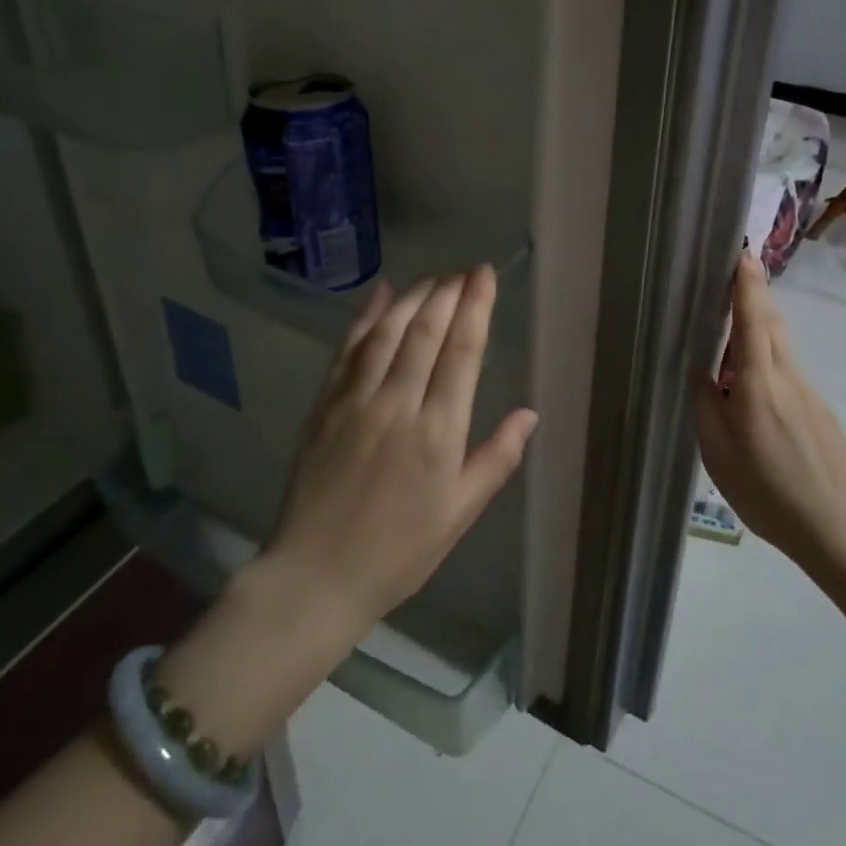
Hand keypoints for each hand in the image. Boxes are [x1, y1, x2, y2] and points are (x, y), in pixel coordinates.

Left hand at [265, 266, 539, 636]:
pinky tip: (380, 293)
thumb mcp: (460, 514)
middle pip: (426, 332)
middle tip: (465, 268)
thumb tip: (529, 414)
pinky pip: (348, 349)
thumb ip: (497, 459)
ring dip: (413, 297)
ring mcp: (355, 401)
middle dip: (448, 292)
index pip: (462, 353)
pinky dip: (365, 316)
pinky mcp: (324, 405)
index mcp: (438, 433)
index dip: (475, 308)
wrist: (316, 576)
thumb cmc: (399, 551)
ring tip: (434, 277)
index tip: (484, 276)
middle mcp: (397, 405)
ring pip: (387, 332)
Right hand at [692, 250, 845, 573]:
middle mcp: (787, 377)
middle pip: (772, 323)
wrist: (835, 526)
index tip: (743, 254)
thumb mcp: (718, 453)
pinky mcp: (820, 408)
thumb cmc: (766, 492)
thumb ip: (707, 405)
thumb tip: (703, 371)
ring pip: (781, 346)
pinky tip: (755, 388)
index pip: (753, 321)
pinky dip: (769, 359)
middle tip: (733, 280)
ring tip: (734, 332)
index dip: (748, 286)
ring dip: (760, 327)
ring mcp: (809, 391)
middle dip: (755, 296)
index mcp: (758, 385)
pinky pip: (789, 370)